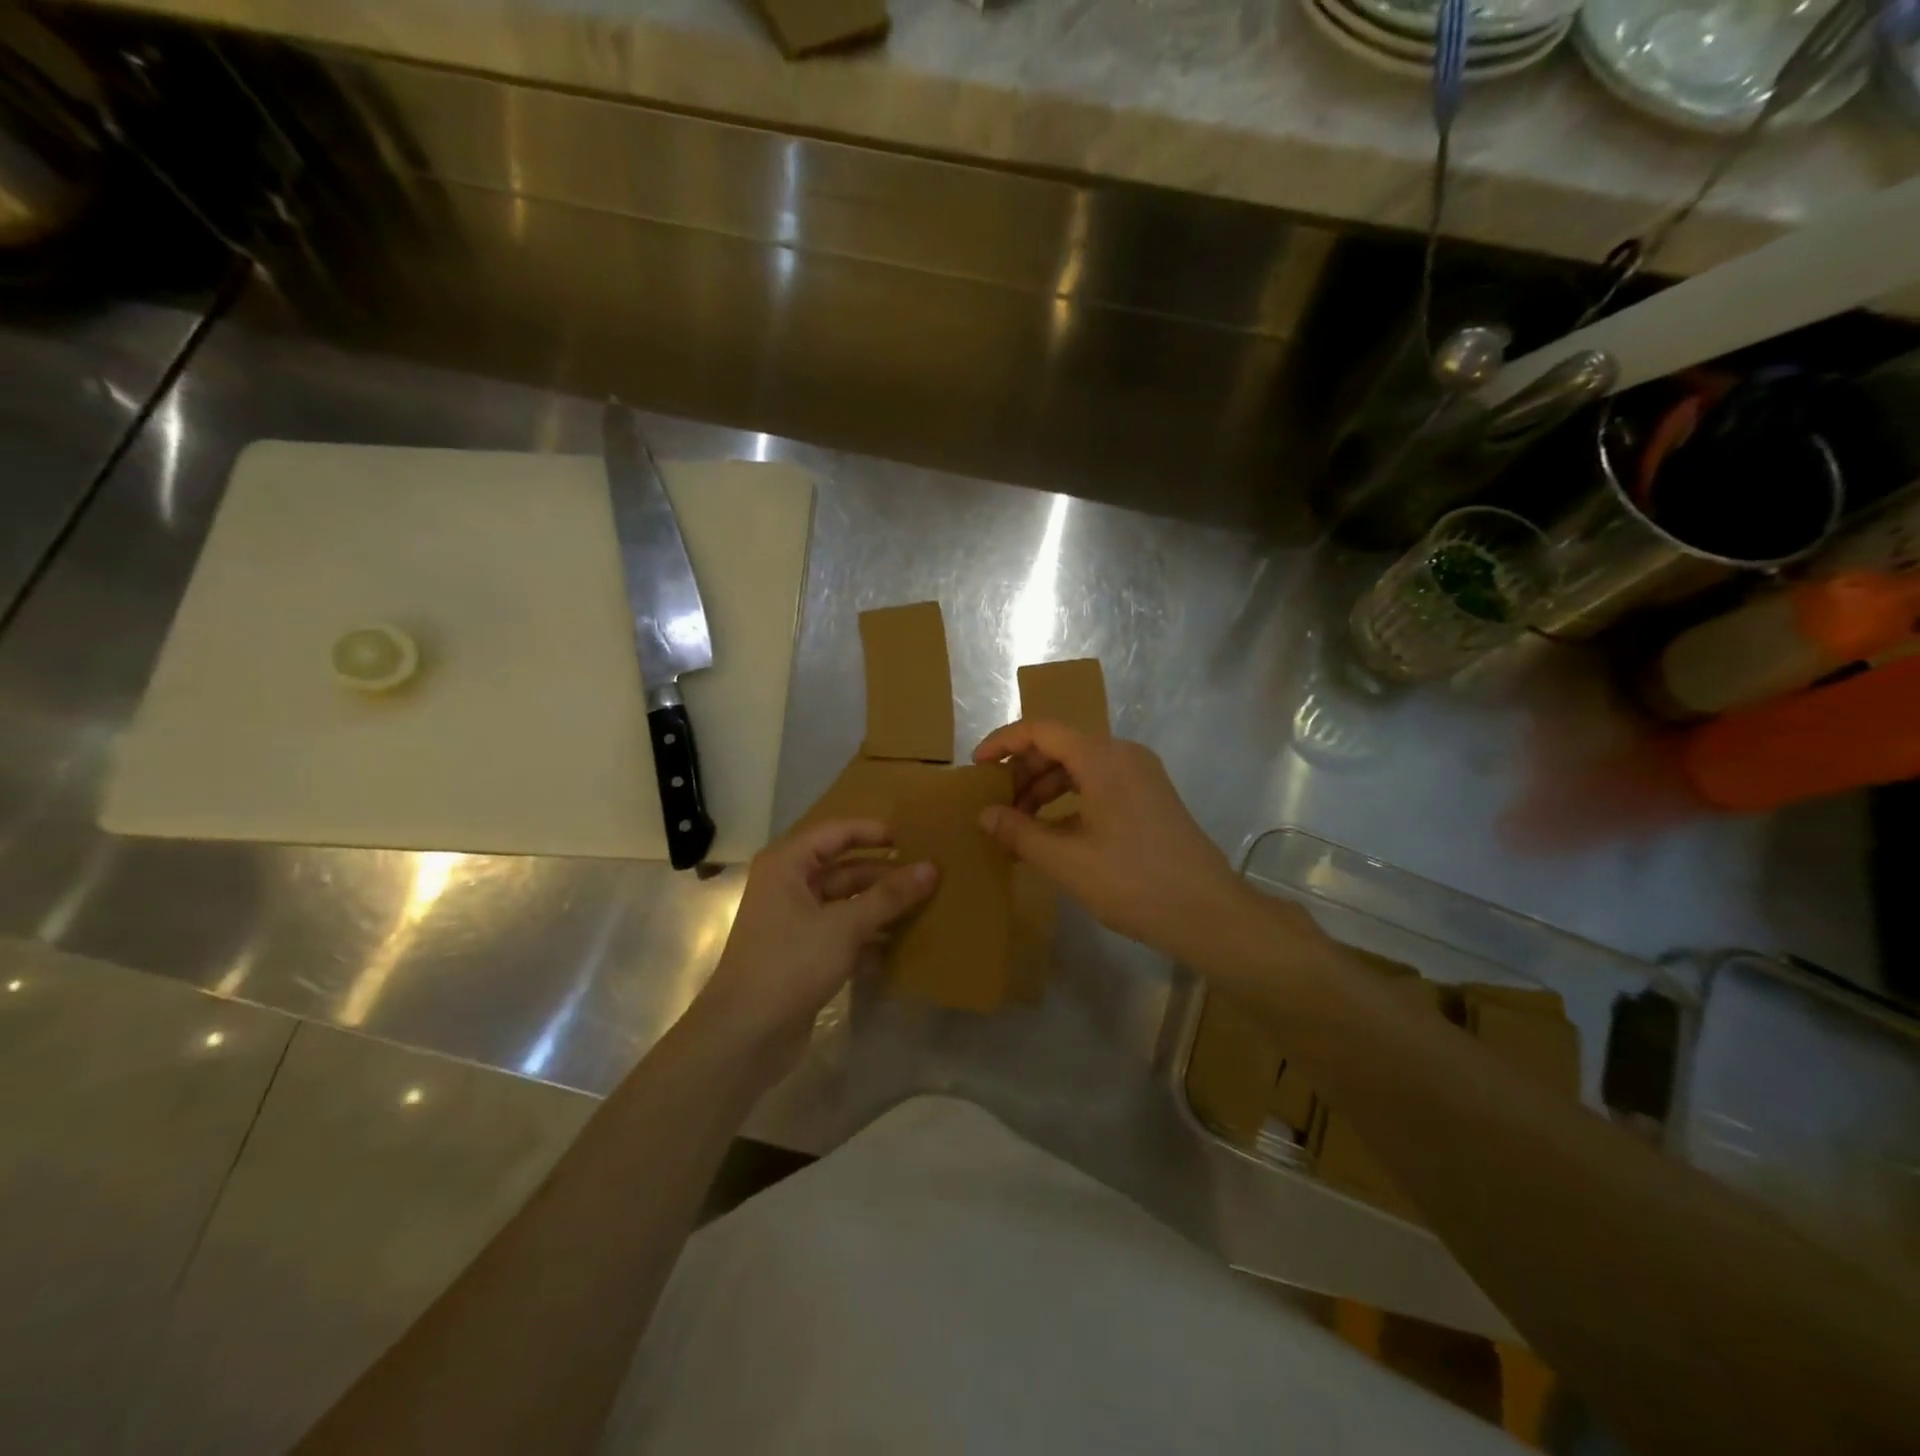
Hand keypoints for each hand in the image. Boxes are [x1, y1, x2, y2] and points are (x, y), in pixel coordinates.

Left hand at [689, 820, 936, 1083]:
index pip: (836, 832)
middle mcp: (789, 886)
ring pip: (846, 902)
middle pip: (844, 868)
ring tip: (926, 905)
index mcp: (787, 865)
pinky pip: (843, 932)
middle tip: (928, 875)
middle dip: (884, 872)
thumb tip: (931, 868)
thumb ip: (889, 896)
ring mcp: (795, 922)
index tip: (912, 837)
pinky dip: (869, 934)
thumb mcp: (845, 925)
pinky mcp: (804, 954)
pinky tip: (903, 941)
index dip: (873, 831)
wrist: (745, 1035)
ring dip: (880, 905)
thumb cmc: (790, 964)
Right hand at [972, 721, 1249, 964]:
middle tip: (996, 804)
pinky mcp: (1151, 796)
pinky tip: (1053, 832)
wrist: (1208, 912)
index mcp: (1102, 758)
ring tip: (1019, 823)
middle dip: (1023, 771)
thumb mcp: (1066, 861)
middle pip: (1061, 745)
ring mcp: (1142, 775)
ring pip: (1080, 766)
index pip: (1041, 730)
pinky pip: (1099, 783)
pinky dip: (1070, 799)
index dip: (1003, 742)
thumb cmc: (1133, 882)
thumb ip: (1019, 832)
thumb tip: (985, 814)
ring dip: (1045, 788)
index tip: (976, 766)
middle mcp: (1124, 755)